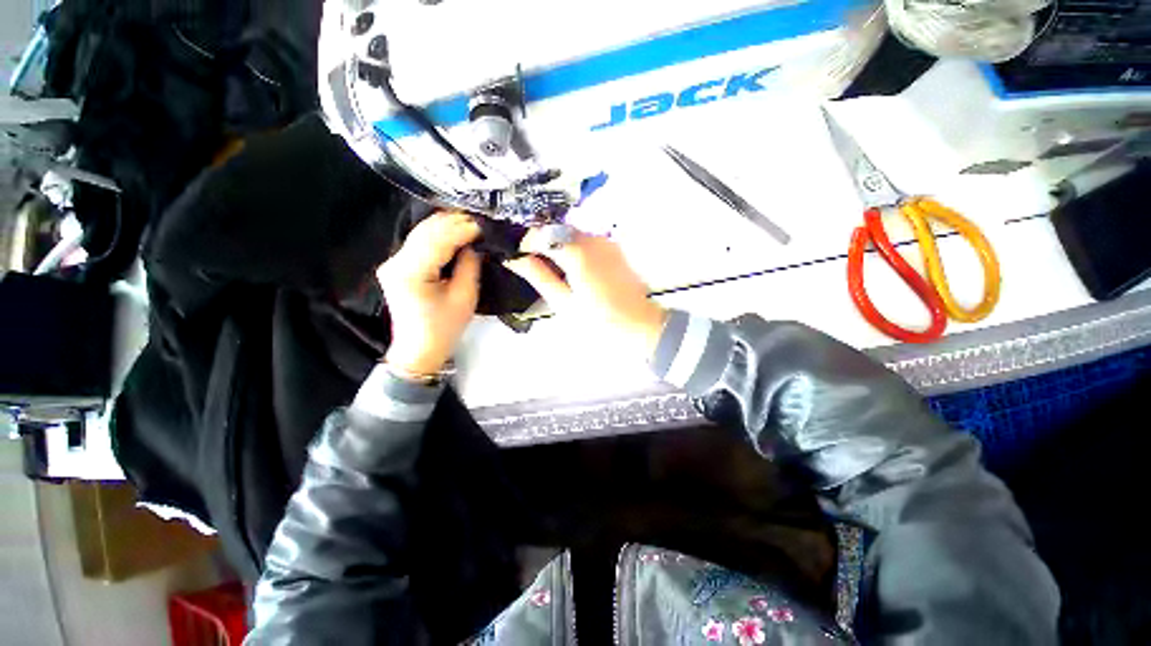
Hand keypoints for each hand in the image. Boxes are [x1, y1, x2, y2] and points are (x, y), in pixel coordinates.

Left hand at [377, 211, 481, 375]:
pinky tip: (455, 232)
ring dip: (447, 225)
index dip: (463, 228)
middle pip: (426, 230)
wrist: (419, 350)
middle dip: (454, 222)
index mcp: (411, 272)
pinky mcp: (398, 265)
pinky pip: (419, 242)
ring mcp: (394, 262)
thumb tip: (474, 244)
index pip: (438, 239)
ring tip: (471, 223)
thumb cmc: (444, 329)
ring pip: (421, 232)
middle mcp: (396, 262)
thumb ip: (469, 265)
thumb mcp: (465, 297)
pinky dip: (439, 235)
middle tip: (480, 220)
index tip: (484, 224)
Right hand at [505, 229, 666, 357]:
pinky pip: (588, 240)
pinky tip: (573, 268)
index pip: (541, 234)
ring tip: (551, 267)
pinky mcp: (615, 248)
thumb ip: (538, 276)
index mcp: (577, 253)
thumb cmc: (598, 321)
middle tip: (531, 262)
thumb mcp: (563, 302)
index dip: (525, 242)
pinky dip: (574, 248)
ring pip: (573, 233)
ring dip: (558, 245)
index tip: (516, 255)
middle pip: (558, 230)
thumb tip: (514, 258)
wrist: (638, 325)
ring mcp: (606, 242)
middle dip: (541, 242)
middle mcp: (593, 239)